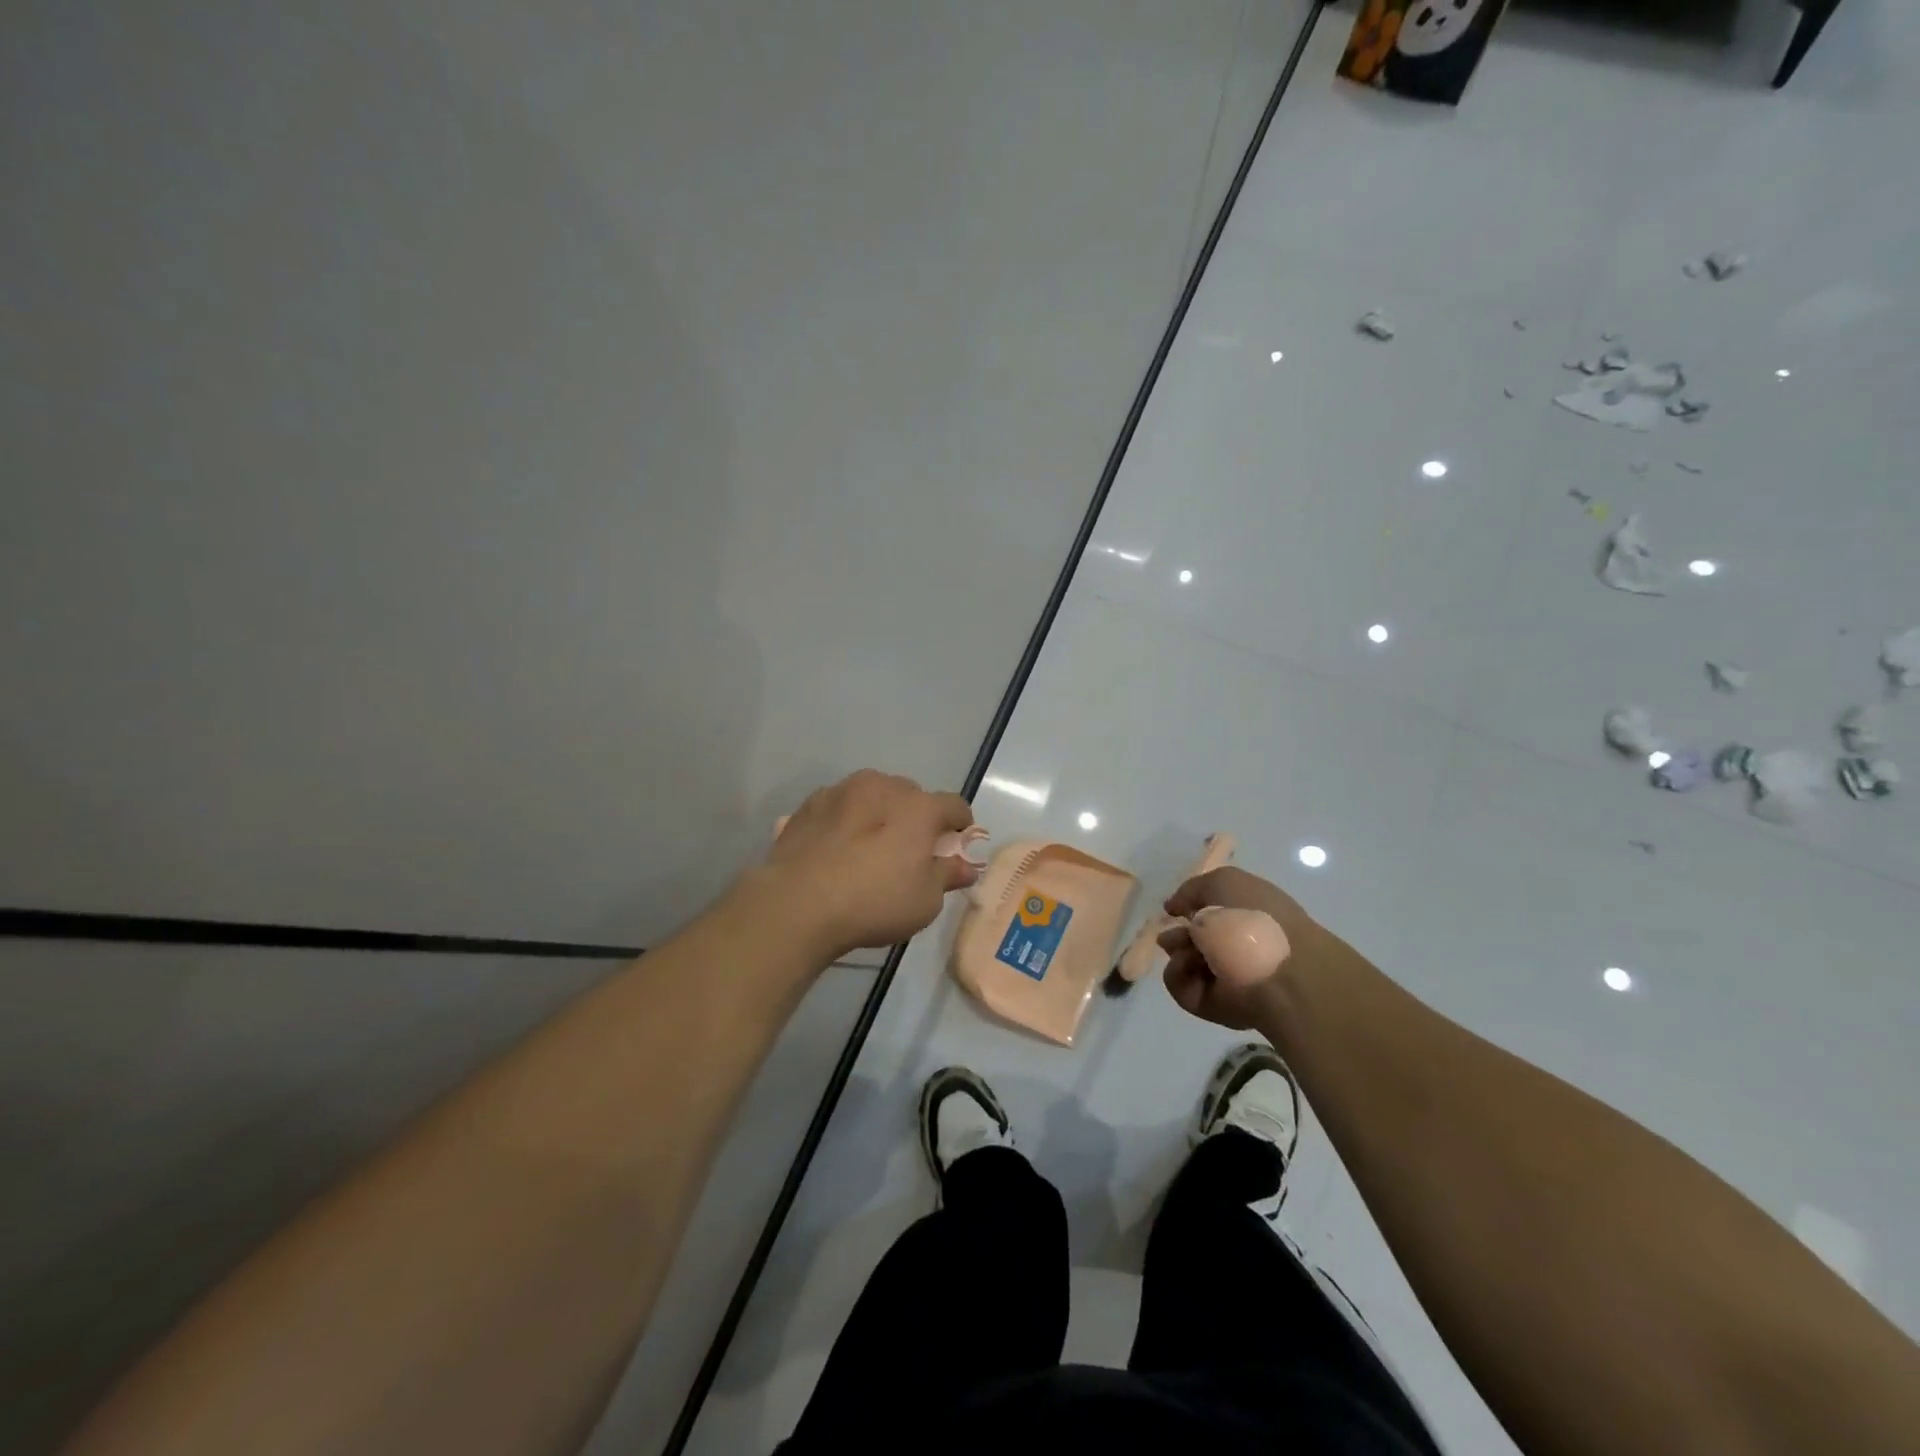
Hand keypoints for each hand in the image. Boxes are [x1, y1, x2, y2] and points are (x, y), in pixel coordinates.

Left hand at [758, 770, 975, 959]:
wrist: (798, 903)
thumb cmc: (874, 902)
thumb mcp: (925, 901)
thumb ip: (948, 875)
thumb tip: (967, 866)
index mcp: (920, 807)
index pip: (955, 806)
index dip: (960, 827)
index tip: (953, 849)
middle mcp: (884, 786)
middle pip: (912, 796)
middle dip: (916, 819)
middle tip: (908, 853)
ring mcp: (844, 790)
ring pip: (874, 795)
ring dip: (879, 813)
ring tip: (868, 848)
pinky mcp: (811, 803)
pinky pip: (841, 806)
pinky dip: (846, 820)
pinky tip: (837, 849)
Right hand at [1157, 866, 1326, 1028]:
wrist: (1274, 968)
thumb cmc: (1253, 916)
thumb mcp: (1224, 881)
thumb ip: (1192, 889)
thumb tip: (1174, 909)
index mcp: (1249, 919)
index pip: (1213, 916)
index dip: (1191, 910)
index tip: (1177, 910)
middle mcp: (1237, 949)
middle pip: (1193, 941)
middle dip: (1176, 934)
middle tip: (1174, 932)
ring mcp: (1225, 979)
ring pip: (1184, 962)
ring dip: (1177, 951)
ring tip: (1186, 949)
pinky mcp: (1212, 1005)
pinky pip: (1181, 987)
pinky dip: (1177, 974)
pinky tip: (1187, 964)